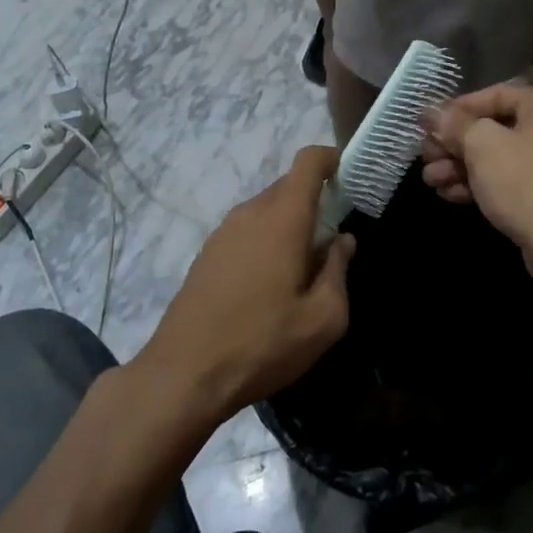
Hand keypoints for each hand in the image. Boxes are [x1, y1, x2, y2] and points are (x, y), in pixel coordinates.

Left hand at [132, 147, 354, 429]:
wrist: (183, 374)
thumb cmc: (262, 344)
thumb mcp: (322, 320)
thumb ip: (338, 271)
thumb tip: (342, 241)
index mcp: (283, 219)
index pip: (308, 162)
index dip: (331, 159)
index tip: (348, 177)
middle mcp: (251, 212)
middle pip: (288, 186)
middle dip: (314, 200)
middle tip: (332, 239)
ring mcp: (224, 231)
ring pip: (266, 209)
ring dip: (289, 224)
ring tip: (302, 269)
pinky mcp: (207, 252)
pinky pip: (246, 229)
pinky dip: (266, 240)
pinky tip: (268, 285)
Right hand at [421, 84, 532, 282]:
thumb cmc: (528, 184)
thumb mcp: (483, 147)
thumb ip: (454, 125)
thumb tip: (430, 111)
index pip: (494, 94)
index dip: (455, 109)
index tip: (426, 125)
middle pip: (496, 128)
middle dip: (455, 144)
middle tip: (425, 157)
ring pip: (501, 157)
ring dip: (462, 167)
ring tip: (430, 180)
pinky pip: (513, 181)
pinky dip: (483, 184)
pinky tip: (451, 195)